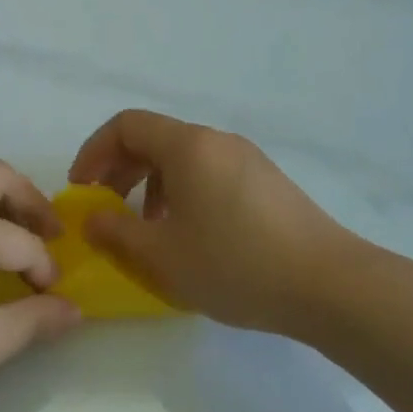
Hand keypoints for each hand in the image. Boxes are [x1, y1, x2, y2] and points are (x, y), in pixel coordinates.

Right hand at [69, 110, 373, 338]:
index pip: (125, 125)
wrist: (331, 286)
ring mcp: (247, 159)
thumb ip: (114, 232)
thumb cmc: (235, 264)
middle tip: (106, 209)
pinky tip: (190, 235)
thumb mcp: (161, 255)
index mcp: (187, 146)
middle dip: (119, 170)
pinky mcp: (268, 182)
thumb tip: (91, 218)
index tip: (82, 189)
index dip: (93, 152)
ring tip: (148, 228)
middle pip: (153, 139)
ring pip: (182, 158)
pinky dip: (183, 192)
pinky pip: (210, 173)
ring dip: (151, 185)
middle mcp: (217, 141)